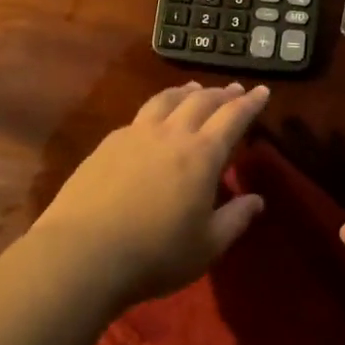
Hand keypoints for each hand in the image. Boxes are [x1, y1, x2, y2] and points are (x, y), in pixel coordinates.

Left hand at [28, 81, 270, 307]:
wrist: (81, 255)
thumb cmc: (155, 254)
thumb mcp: (207, 245)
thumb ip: (235, 219)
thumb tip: (257, 200)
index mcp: (202, 155)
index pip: (233, 117)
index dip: (250, 103)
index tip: (262, 91)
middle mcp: (171, 135)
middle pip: (201, 101)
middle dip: (222, 93)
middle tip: (234, 89)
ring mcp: (134, 136)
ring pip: (166, 100)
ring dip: (186, 92)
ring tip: (195, 89)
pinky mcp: (106, 145)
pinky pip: (140, 116)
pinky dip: (157, 109)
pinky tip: (153, 120)